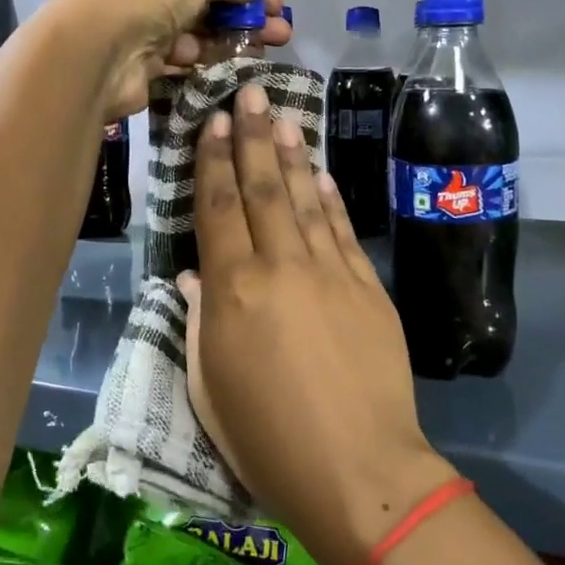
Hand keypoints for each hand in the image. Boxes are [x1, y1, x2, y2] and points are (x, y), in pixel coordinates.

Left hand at [54, 0, 290, 119]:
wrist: (93, 53)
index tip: (277, 4)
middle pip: (207, 8)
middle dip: (246, 19)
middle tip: (281, 35)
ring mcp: (145, 37)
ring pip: (199, 39)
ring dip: (233, 43)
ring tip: (265, 53)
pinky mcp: (146, 72)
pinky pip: (186, 66)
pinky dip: (211, 66)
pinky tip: (236, 70)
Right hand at [182, 83, 456, 564]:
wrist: (360, 470)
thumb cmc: (268, 439)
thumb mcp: (210, 387)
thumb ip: (199, 322)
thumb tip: (197, 276)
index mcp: (232, 290)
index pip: (218, 208)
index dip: (213, 161)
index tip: (214, 123)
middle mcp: (280, 266)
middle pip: (263, 187)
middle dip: (254, 136)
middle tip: (250, 94)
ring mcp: (330, 272)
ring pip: (305, 198)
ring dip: (293, 154)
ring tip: (284, 117)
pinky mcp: (367, 287)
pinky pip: (342, 229)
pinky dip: (329, 197)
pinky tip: (321, 173)